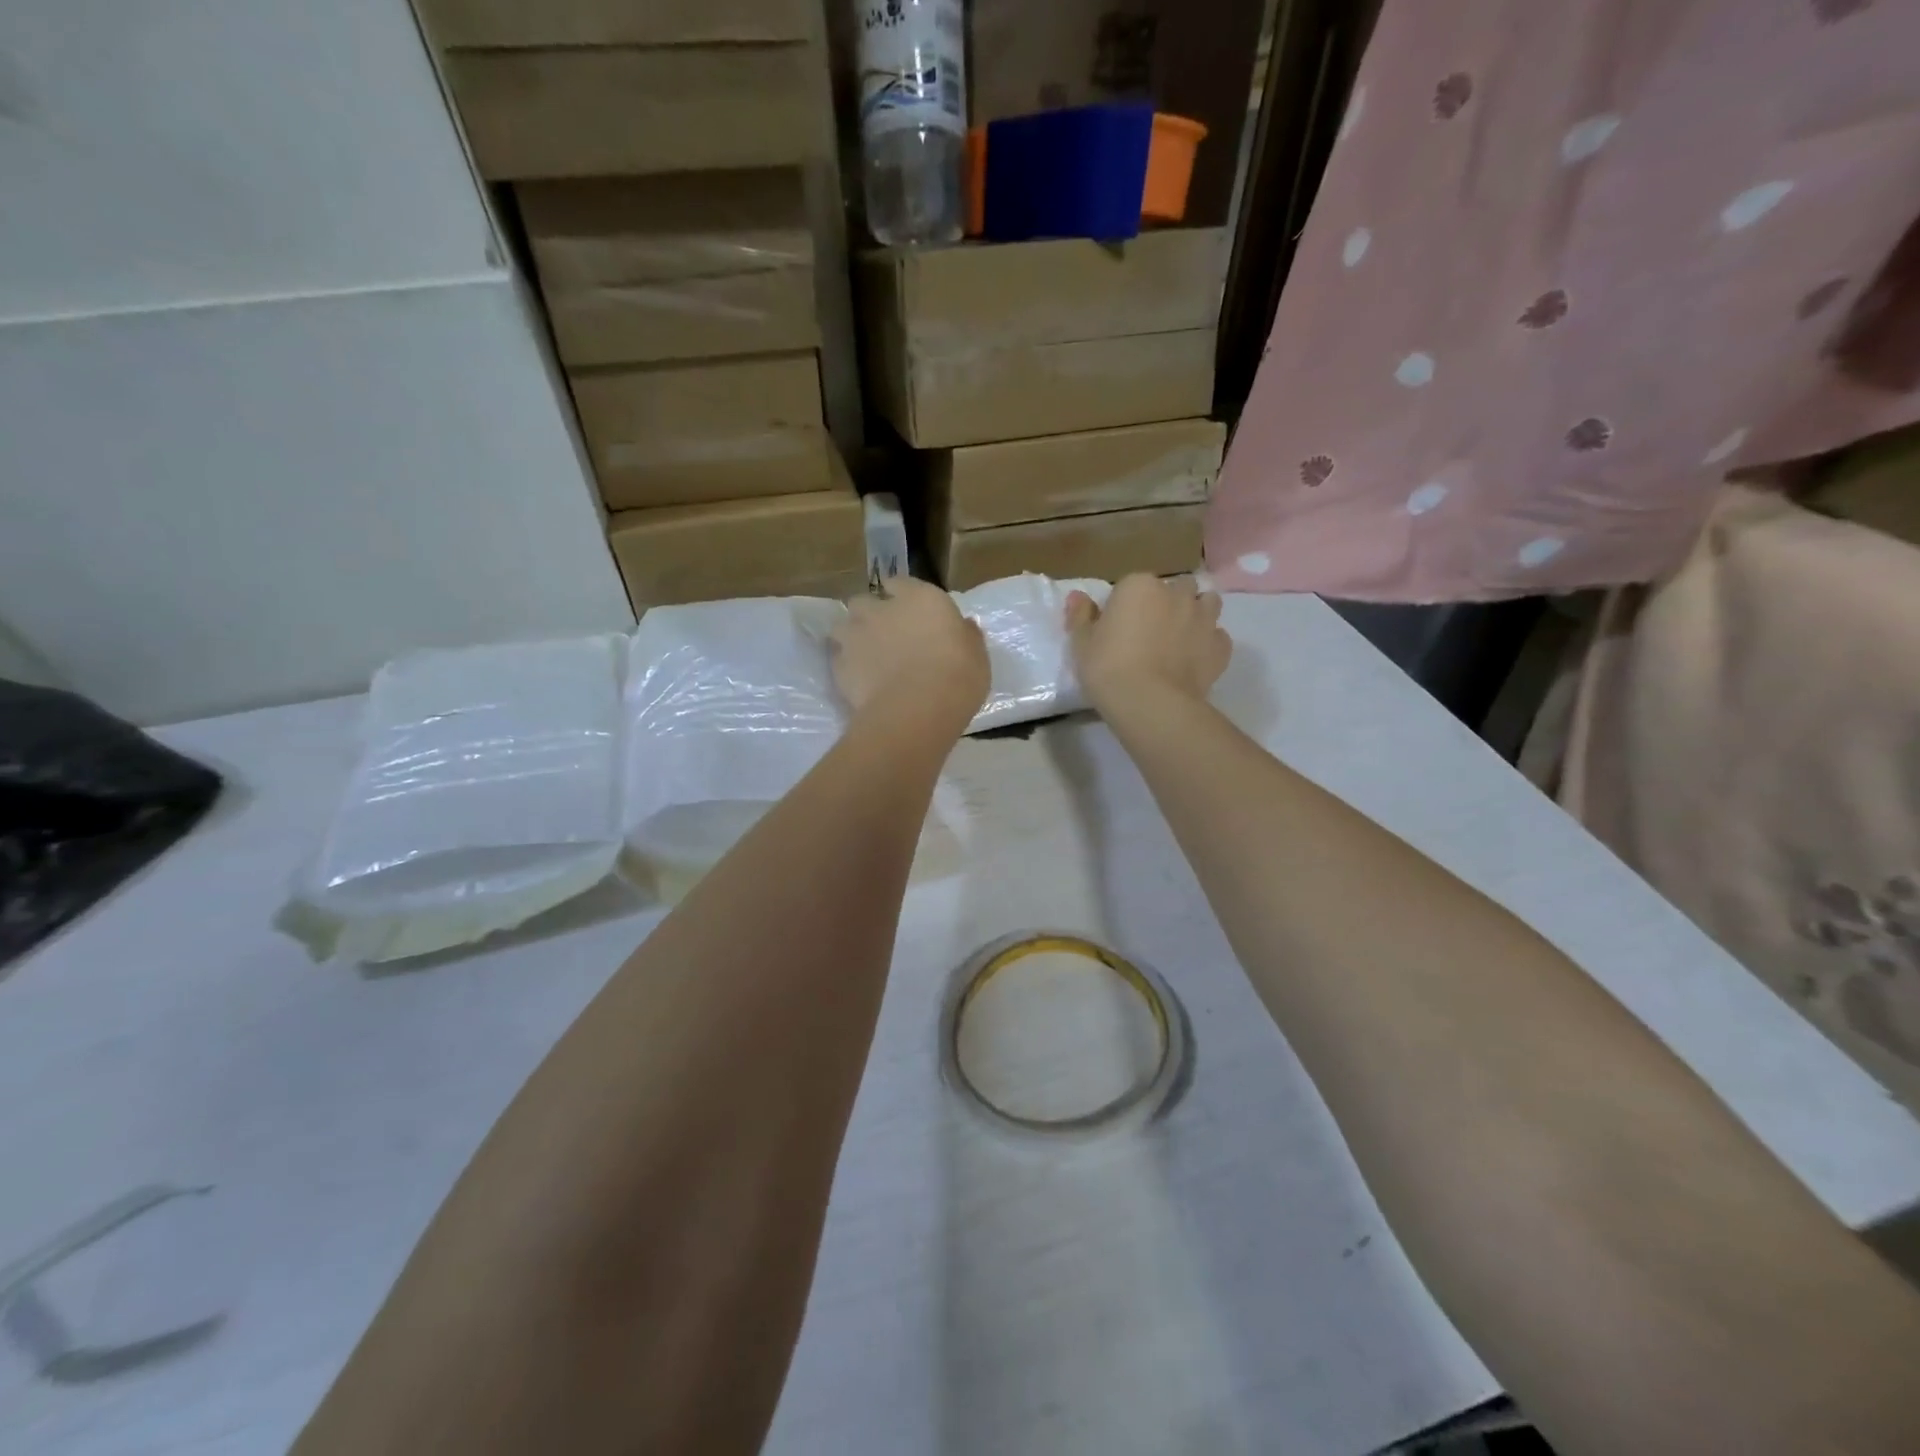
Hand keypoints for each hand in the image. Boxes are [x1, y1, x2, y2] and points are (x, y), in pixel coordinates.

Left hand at [831, 578, 989, 724]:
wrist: (917, 709)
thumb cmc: (957, 676)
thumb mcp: (976, 655)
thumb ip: (965, 636)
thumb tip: (964, 626)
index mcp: (920, 598)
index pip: (900, 583)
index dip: (900, 595)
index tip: (906, 609)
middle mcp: (882, 609)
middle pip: (864, 601)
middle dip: (870, 614)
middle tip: (884, 635)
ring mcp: (856, 635)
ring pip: (843, 627)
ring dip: (851, 637)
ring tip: (865, 657)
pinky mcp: (839, 664)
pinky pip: (839, 659)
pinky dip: (846, 666)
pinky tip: (859, 681)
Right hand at [1066, 574, 1230, 714]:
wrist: (1151, 703)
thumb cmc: (1108, 668)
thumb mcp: (1082, 644)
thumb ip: (1081, 616)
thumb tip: (1077, 597)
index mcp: (1139, 586)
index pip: (1132, 585)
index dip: (1126, 605)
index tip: (1119, 627)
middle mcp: (1176, 594)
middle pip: (1176, 588)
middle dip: (1168, 602)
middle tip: (1151, 630)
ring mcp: (1203, 618)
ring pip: (1207, 603)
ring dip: (1196, 613)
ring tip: (1180, 638)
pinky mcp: (1220, 646)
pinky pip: (1217, 637)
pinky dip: (1209, 643)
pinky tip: (1195, 659)